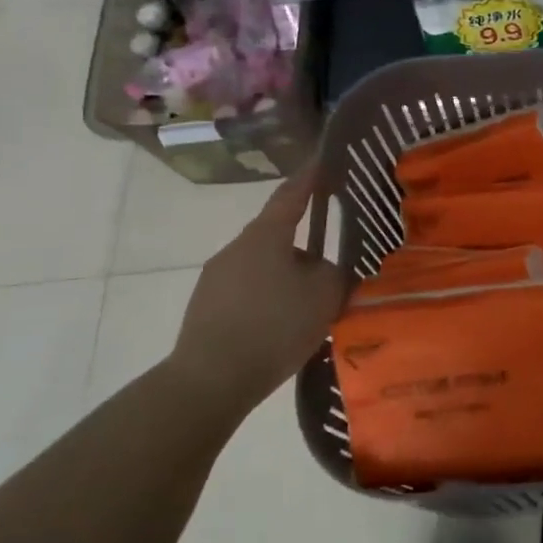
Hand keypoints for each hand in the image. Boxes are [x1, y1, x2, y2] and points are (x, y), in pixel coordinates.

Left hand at [166, 175, 349, 401]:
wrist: (210, 380)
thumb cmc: (274, 326)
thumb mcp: (325, 295)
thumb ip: (336, 271)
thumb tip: (330, 265)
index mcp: (266, 235)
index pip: (292, 194)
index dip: (310, 177)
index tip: (325, 161)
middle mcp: (237, 247)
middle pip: (277, 233)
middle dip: (304, 242)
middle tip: (332, 260)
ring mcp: (216, 276)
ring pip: (263, 264)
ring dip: (286, 274)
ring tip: (309, 302)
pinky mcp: (207, 306)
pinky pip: (248, 289)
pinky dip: (269, 297)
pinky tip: (282, 324)